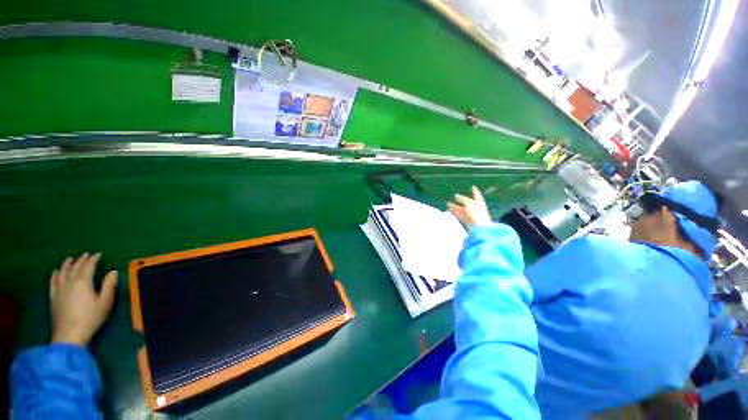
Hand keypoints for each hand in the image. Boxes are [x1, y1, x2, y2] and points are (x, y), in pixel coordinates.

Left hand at [50, 253, 117, 346]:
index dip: (93, 259)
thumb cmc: (91, 318)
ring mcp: (59, 289)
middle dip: (81, 260)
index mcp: (83, 281)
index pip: (88, 266)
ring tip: (70, 259)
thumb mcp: (105, 302)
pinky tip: (55, 272)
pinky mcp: (53, 296)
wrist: (69, 335)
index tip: (98, 254)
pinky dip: (55, 274)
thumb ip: (109, 285)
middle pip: (74, 267)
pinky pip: (53, 281)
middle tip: (86, 255)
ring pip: (61, 272)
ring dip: (67, 264)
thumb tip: (113, 272)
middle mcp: (69, 281)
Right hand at [448, 186, 492, 227]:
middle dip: (461, 200)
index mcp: (479, 201)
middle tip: (455, 196)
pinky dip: (455, 212)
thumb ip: (462, 199)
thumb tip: (456, 195)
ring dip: (455, 206)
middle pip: (467, 202)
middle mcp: (476, 207)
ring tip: (448, 204)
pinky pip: (460, 215)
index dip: (474, 190)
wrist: (480, 227)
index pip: (477, 194)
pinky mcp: (467, 221)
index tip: (473, 187)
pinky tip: (450, 210)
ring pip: (462, 209)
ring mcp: (472, 215)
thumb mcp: (469, 203)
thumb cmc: (476, 213)